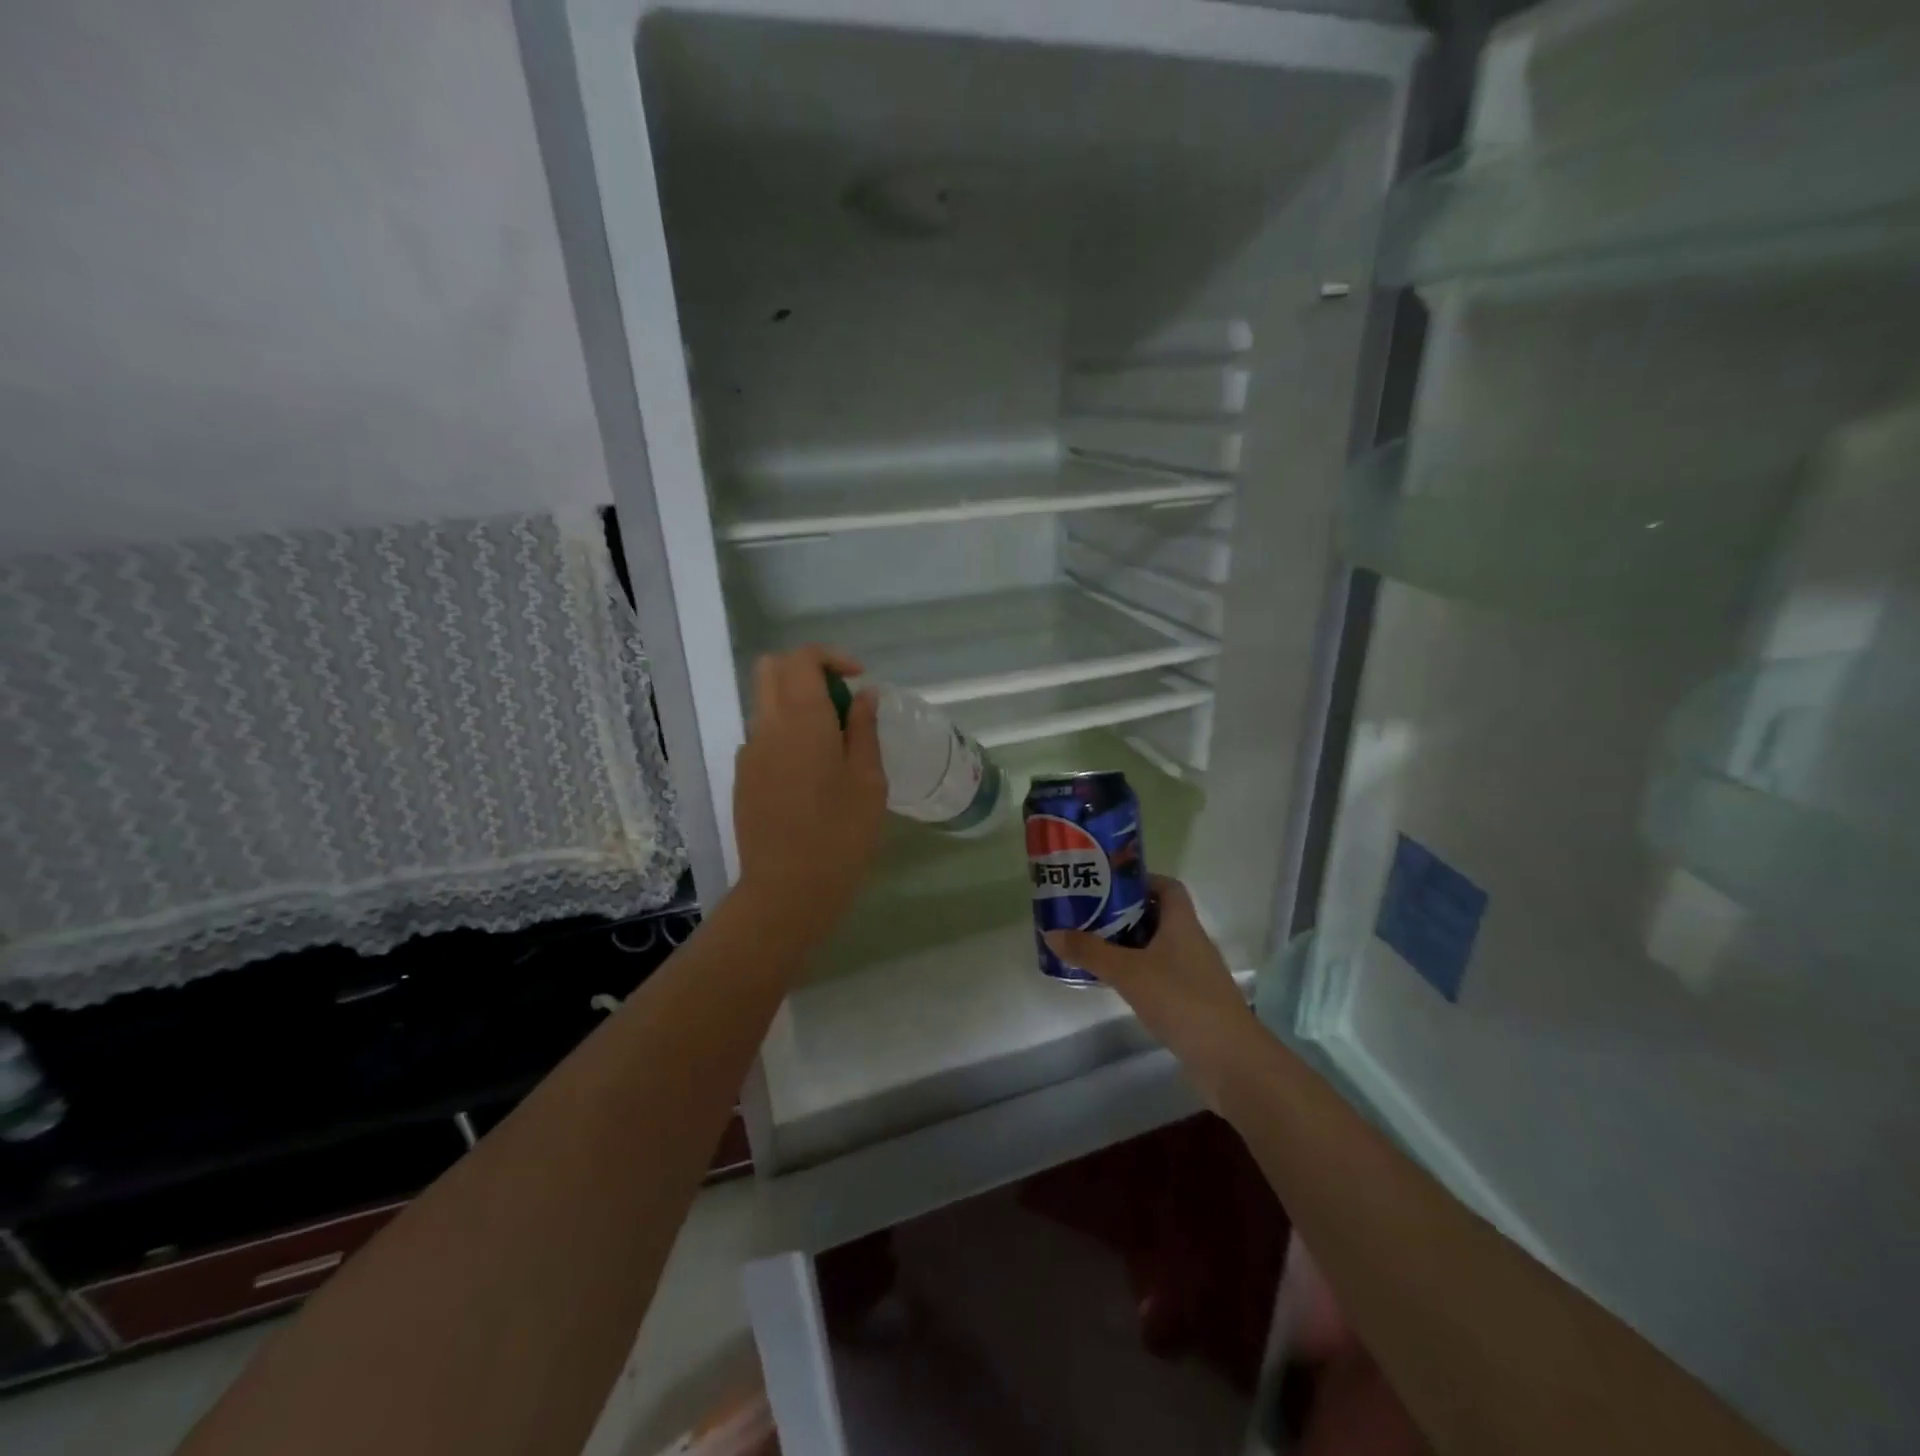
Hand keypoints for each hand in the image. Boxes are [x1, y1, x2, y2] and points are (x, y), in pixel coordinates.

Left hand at [732, 645, 886, 943]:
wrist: (787, 891)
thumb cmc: (841, 836)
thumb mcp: (869, 781)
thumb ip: (865, 730)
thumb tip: (864, 696)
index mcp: (802, 721)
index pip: (802, 659)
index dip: (832, 657)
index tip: (859, 680)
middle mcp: (767, 727)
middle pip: (771, 669)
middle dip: (806, 670)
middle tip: (840, 700)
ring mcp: (749, 753)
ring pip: (764, 702)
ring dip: (795, 702)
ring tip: (832, 741)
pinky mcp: (742, 778)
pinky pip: (762, 735)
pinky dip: (784, 732)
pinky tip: (810, 773)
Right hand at [1045, 876, 1254, 1081]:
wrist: (1230, 1059)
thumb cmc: (1181, 1000)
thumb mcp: (1128, 972)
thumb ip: (1090, 952)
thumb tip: (1051, 933)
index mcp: (1182, 924)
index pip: (1167, 887)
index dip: (1141, 880)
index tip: (1108, 884)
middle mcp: (1191, 942)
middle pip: (1158, 916)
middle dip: (1124, 913)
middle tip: (1089, 913)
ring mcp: (1194, 973)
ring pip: (1157, 947)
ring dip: (1129, 944)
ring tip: (1092, 945)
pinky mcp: (1192, 1000)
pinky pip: (1160, 974)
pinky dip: (1138, 972)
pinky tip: (1115, 983)